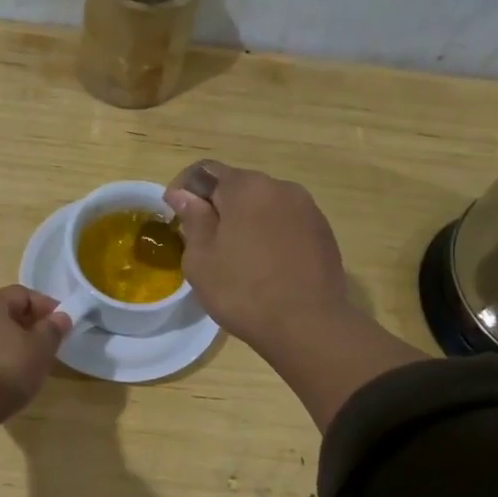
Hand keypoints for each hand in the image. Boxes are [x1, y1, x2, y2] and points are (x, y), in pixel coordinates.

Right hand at [164, 161, 350, 350]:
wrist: (307, 325)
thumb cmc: (242, 290)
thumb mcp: (201, 258)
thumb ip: (193, 219)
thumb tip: (184, 195)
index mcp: (246, 187)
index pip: (205, 171)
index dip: (184, 189)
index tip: (174, 215)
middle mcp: (281, 187)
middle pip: (238, 187)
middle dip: (217, 207)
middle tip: (202, 242)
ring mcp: (308, 210)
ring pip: (265, 207)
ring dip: (246, 222)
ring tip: (236, 258)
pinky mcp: (324, 233)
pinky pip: (287, 225)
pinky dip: (270, 236)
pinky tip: (265, 267)